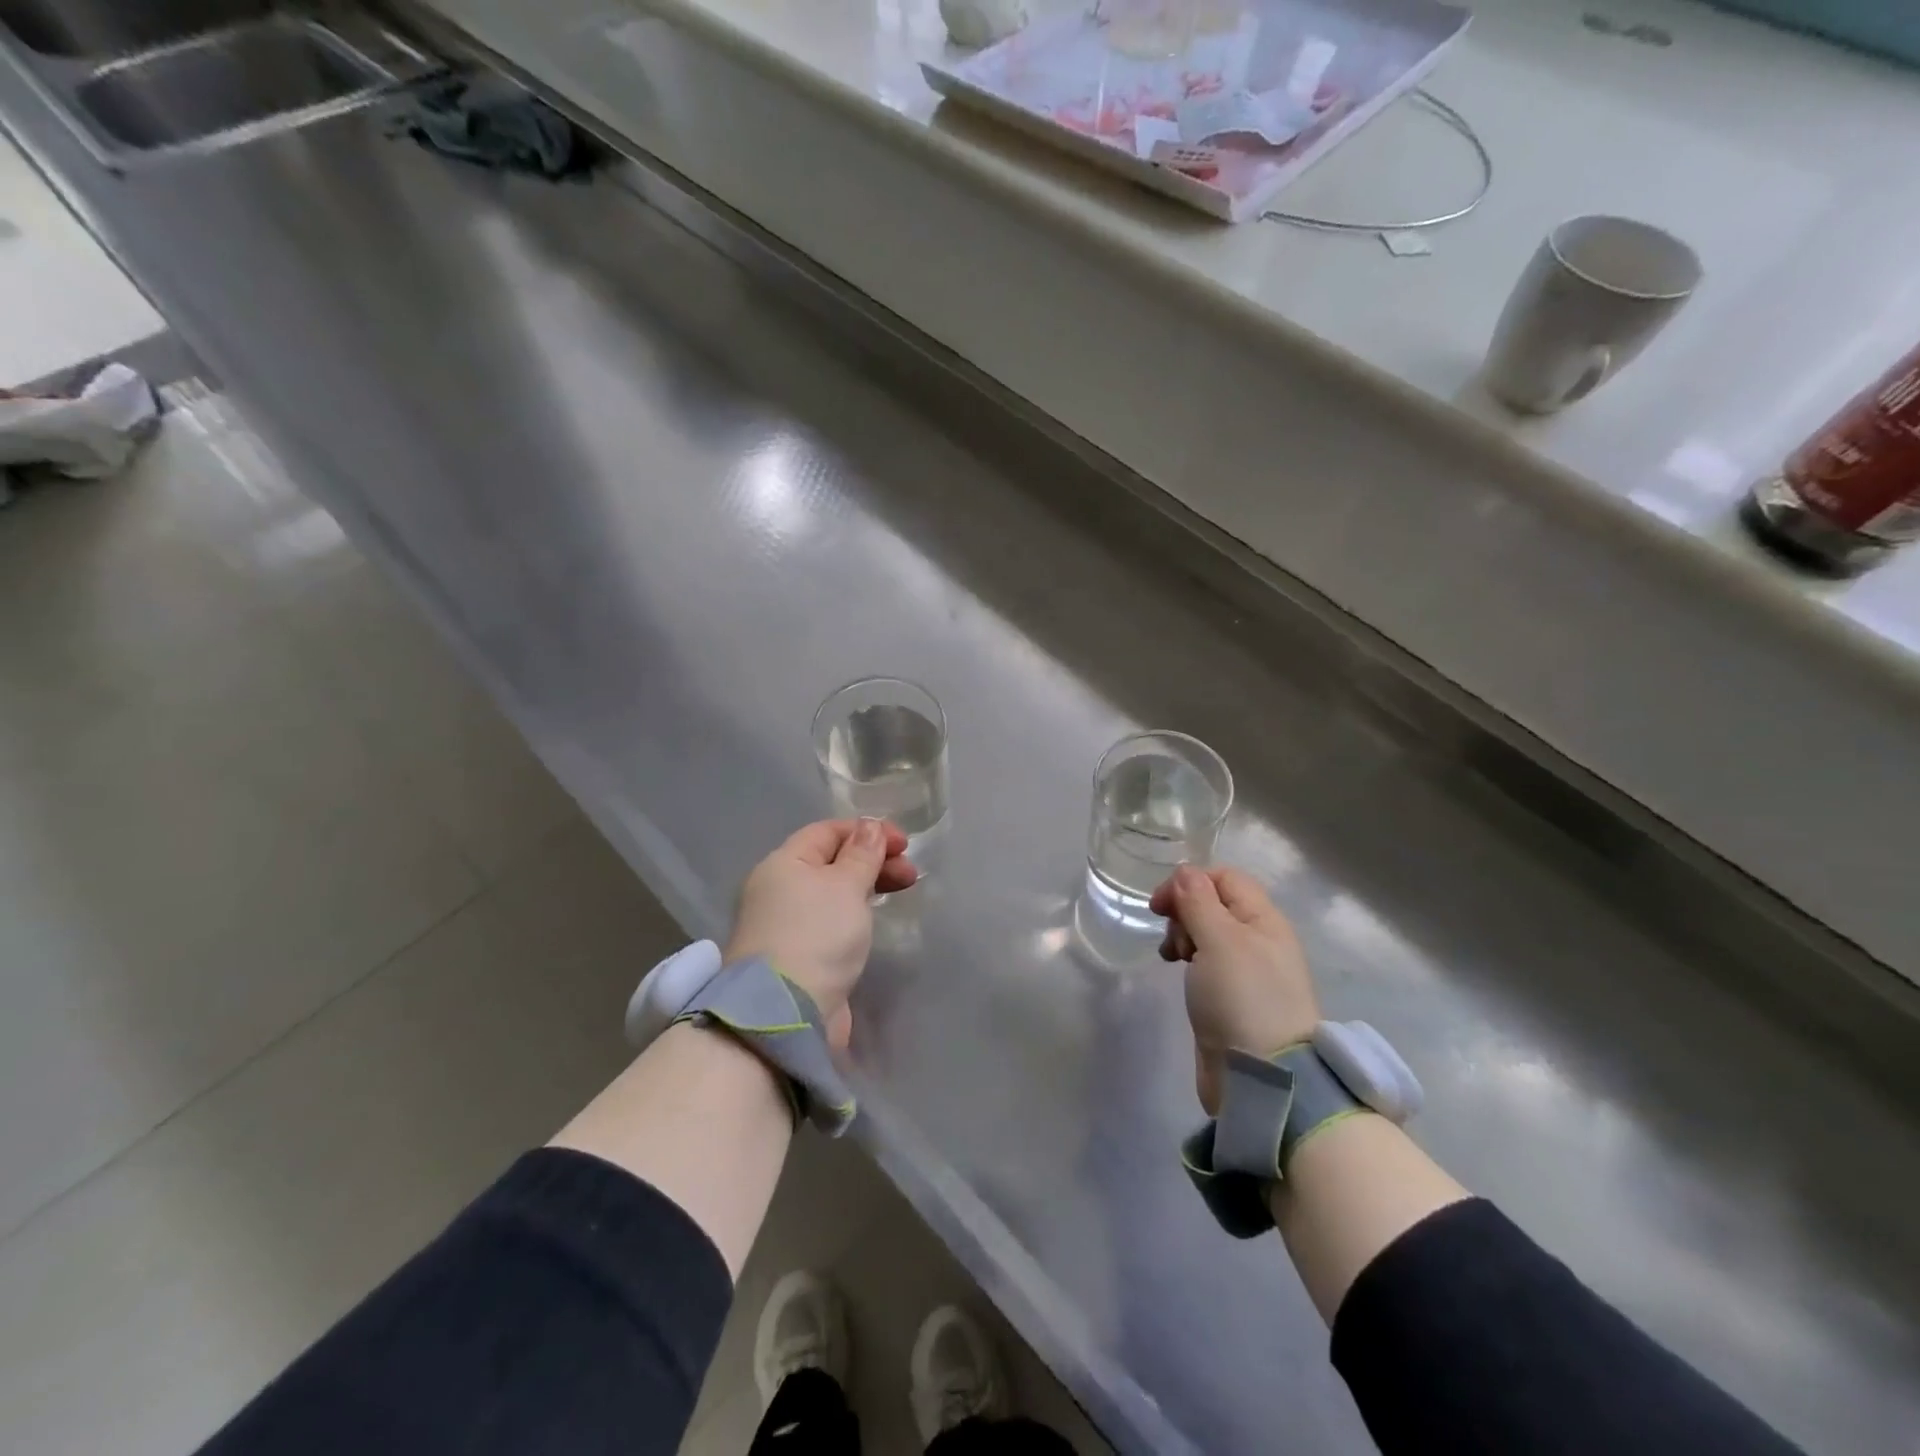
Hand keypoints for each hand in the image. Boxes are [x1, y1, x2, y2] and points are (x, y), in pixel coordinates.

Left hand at [724, 818, 916, 1048]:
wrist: (786, 1013)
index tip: (904, 844)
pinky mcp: (798, 953)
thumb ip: (862, 854)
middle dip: (873, 860)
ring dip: (868, 885)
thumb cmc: (817, 935)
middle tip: (910, 873)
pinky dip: (855, 912)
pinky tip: (873, 918)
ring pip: (833, 891)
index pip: (828, 831)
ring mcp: (786, 923)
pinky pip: (830, 919)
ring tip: (901, 891)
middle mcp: (779, 888)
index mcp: (784, 863)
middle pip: (832, 861)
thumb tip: (870, 826)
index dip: (867, 831)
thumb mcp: (846, 886)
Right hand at [1151, 865, 1319, 1116]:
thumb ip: (1199, 901)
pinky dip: (1189, 960)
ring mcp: (1247, 970)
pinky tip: (1179, 972)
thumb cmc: (1243, 999)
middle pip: (1215, 903)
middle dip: (1184, 911)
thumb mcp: (1219, 940)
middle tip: (1173, 939)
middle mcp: (1259, 939)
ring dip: (1184, 935)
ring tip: (1173, 957)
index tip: (1160, 905)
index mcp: (1264, 919)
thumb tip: (1185, 871)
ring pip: (1208, 932)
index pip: (1225, 877)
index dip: (1190, 881)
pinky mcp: (1233, 997)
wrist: (1264, 1078)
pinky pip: (1208, 962)